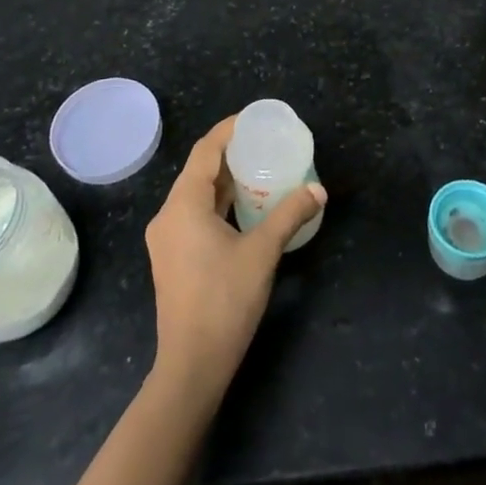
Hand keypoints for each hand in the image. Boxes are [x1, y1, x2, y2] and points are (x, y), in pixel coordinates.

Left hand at [144, 117, 325, 404]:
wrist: (191, 365)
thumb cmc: (224, 301)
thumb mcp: (262, 253)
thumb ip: (289, 215)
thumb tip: (318, 191)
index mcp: (183, 205)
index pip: (204, 151)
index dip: (228, 130)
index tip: (254, 119)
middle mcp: (168, 215)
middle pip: (198, 171)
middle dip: (230, 153)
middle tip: (264, 144)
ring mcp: (166, 239)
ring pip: (196, 195)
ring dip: (225, 180)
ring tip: (260, 170)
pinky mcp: (172, 257)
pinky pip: (194, 215)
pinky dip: (218, 203)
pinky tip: (244, 208)